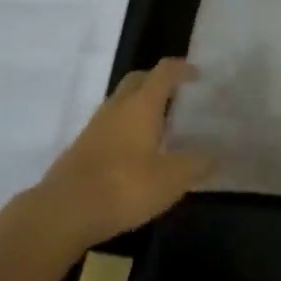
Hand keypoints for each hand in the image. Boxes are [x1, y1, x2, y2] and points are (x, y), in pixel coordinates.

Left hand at [27, 59, 215, 253]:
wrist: (63, 211)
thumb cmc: (123, 187)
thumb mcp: (170, 180)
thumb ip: (195, 165)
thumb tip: (216, 155)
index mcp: (142, 104)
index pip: (164, 71)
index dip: (182, 69)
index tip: (197, 75)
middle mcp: (118, 106)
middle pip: (139, 79)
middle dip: (157, 81)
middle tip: (176, 96)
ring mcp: (96, 125)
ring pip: (121, 102)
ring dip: (139, 105)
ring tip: (157, 127)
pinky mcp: (82, 146)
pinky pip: (109, 124)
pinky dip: (124, 127)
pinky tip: (133, 153)